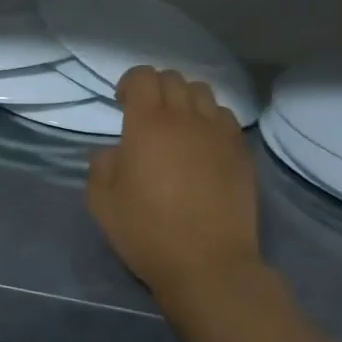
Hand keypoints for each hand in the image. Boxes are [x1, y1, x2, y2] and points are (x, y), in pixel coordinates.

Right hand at [86, 67, 264, 334]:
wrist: (208, 264)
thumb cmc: (147, 231)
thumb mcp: (102, 202)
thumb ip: (101, 165)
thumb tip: (114, 151)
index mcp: (147, 124)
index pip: (143, 77)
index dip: (130, 83)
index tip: (122, 104)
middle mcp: (186, 118)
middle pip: (174, 78)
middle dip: (156, 88)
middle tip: (146, 115)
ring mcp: (218, 134)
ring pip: (203, 93)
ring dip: (185, 99)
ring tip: (177, 125)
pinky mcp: (241, 152)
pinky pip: (225, 118)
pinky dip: (210, 119)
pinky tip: (202, 144)